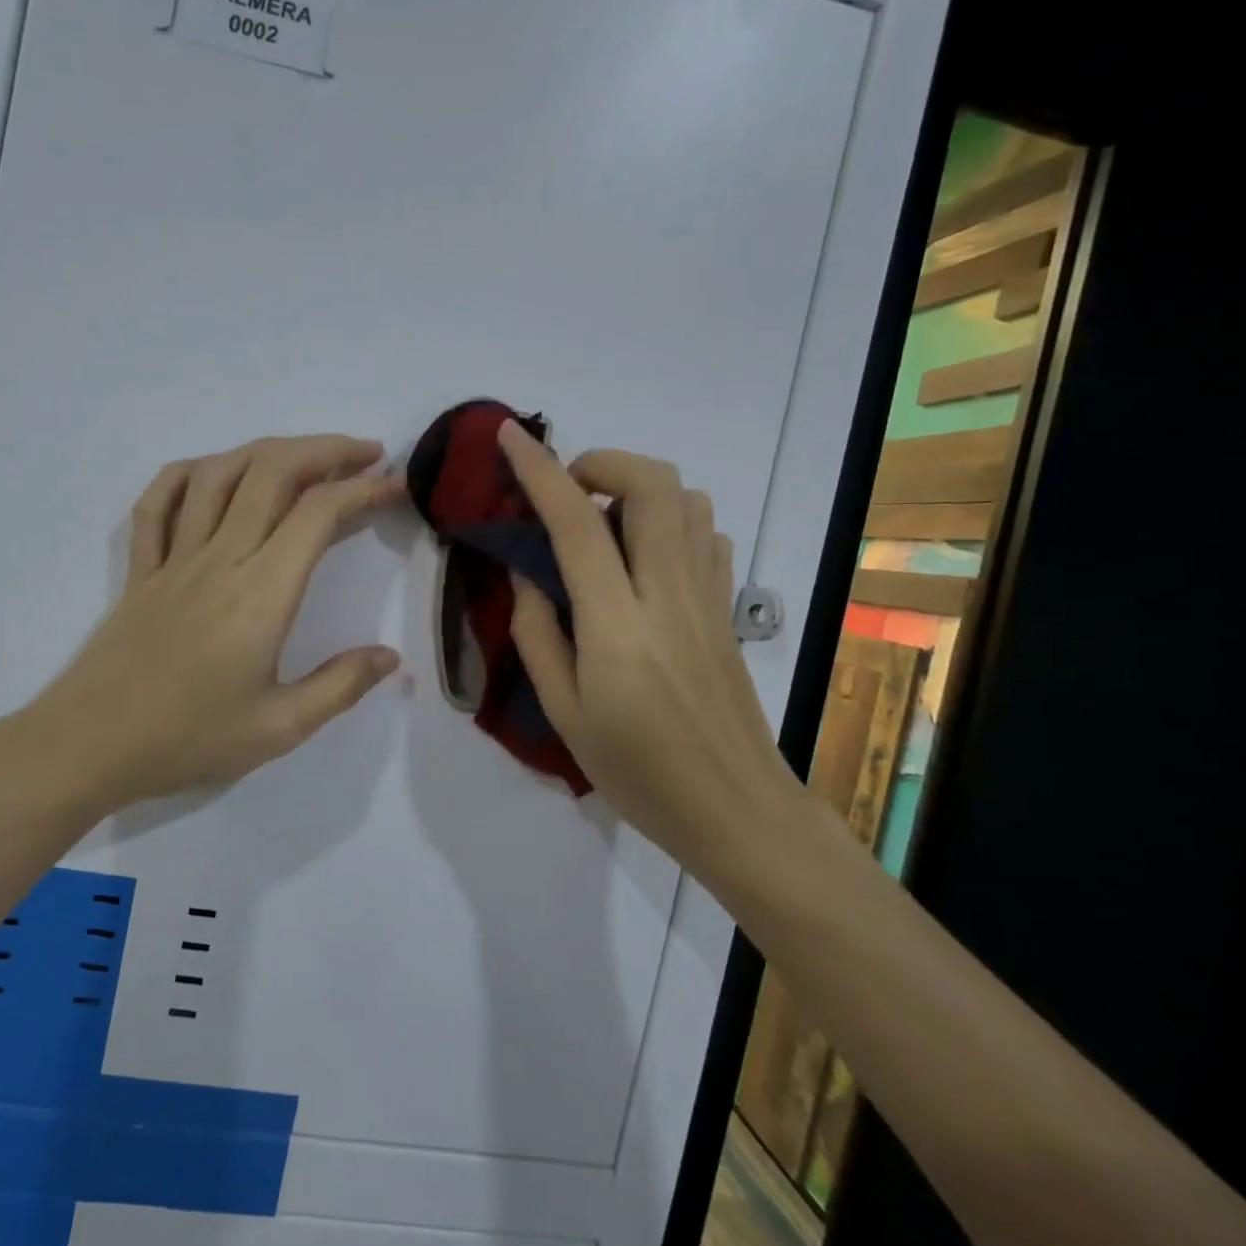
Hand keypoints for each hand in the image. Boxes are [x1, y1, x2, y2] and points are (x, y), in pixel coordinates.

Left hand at [28, 435, 405, 813]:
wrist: (90, 746)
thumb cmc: (188, 739)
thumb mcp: (279, 728)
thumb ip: (340, 687)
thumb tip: (389, 658)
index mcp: (260, 594)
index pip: (317, 514)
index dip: (362, 488)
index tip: (395, 486)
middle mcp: (219, 559)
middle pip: (271, 472)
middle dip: (325, 450)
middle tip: (365, 453)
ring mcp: (173, 558)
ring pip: (218, 474)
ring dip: (266, 450)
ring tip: (303, 456)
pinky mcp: (140, 569)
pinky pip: (158, 502)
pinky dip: (188, 473)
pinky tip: (212, 472)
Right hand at [495, 420, 800, 868]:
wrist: (735, 809)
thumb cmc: (636, 771)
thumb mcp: (563, 712)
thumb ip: (537, 633)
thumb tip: (528, 573)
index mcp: (617, 625)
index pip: (575, 523)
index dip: (539, 470)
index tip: (510, 437)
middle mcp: (668, 594)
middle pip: (653, 485)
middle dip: (603, 463)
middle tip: (566, 491)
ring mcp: (708, 597)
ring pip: (687, 499)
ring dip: (637, 490)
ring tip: (601, 524)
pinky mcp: (728, 608)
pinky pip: (706, 534)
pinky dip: (671, 520)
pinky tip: (643, 556)